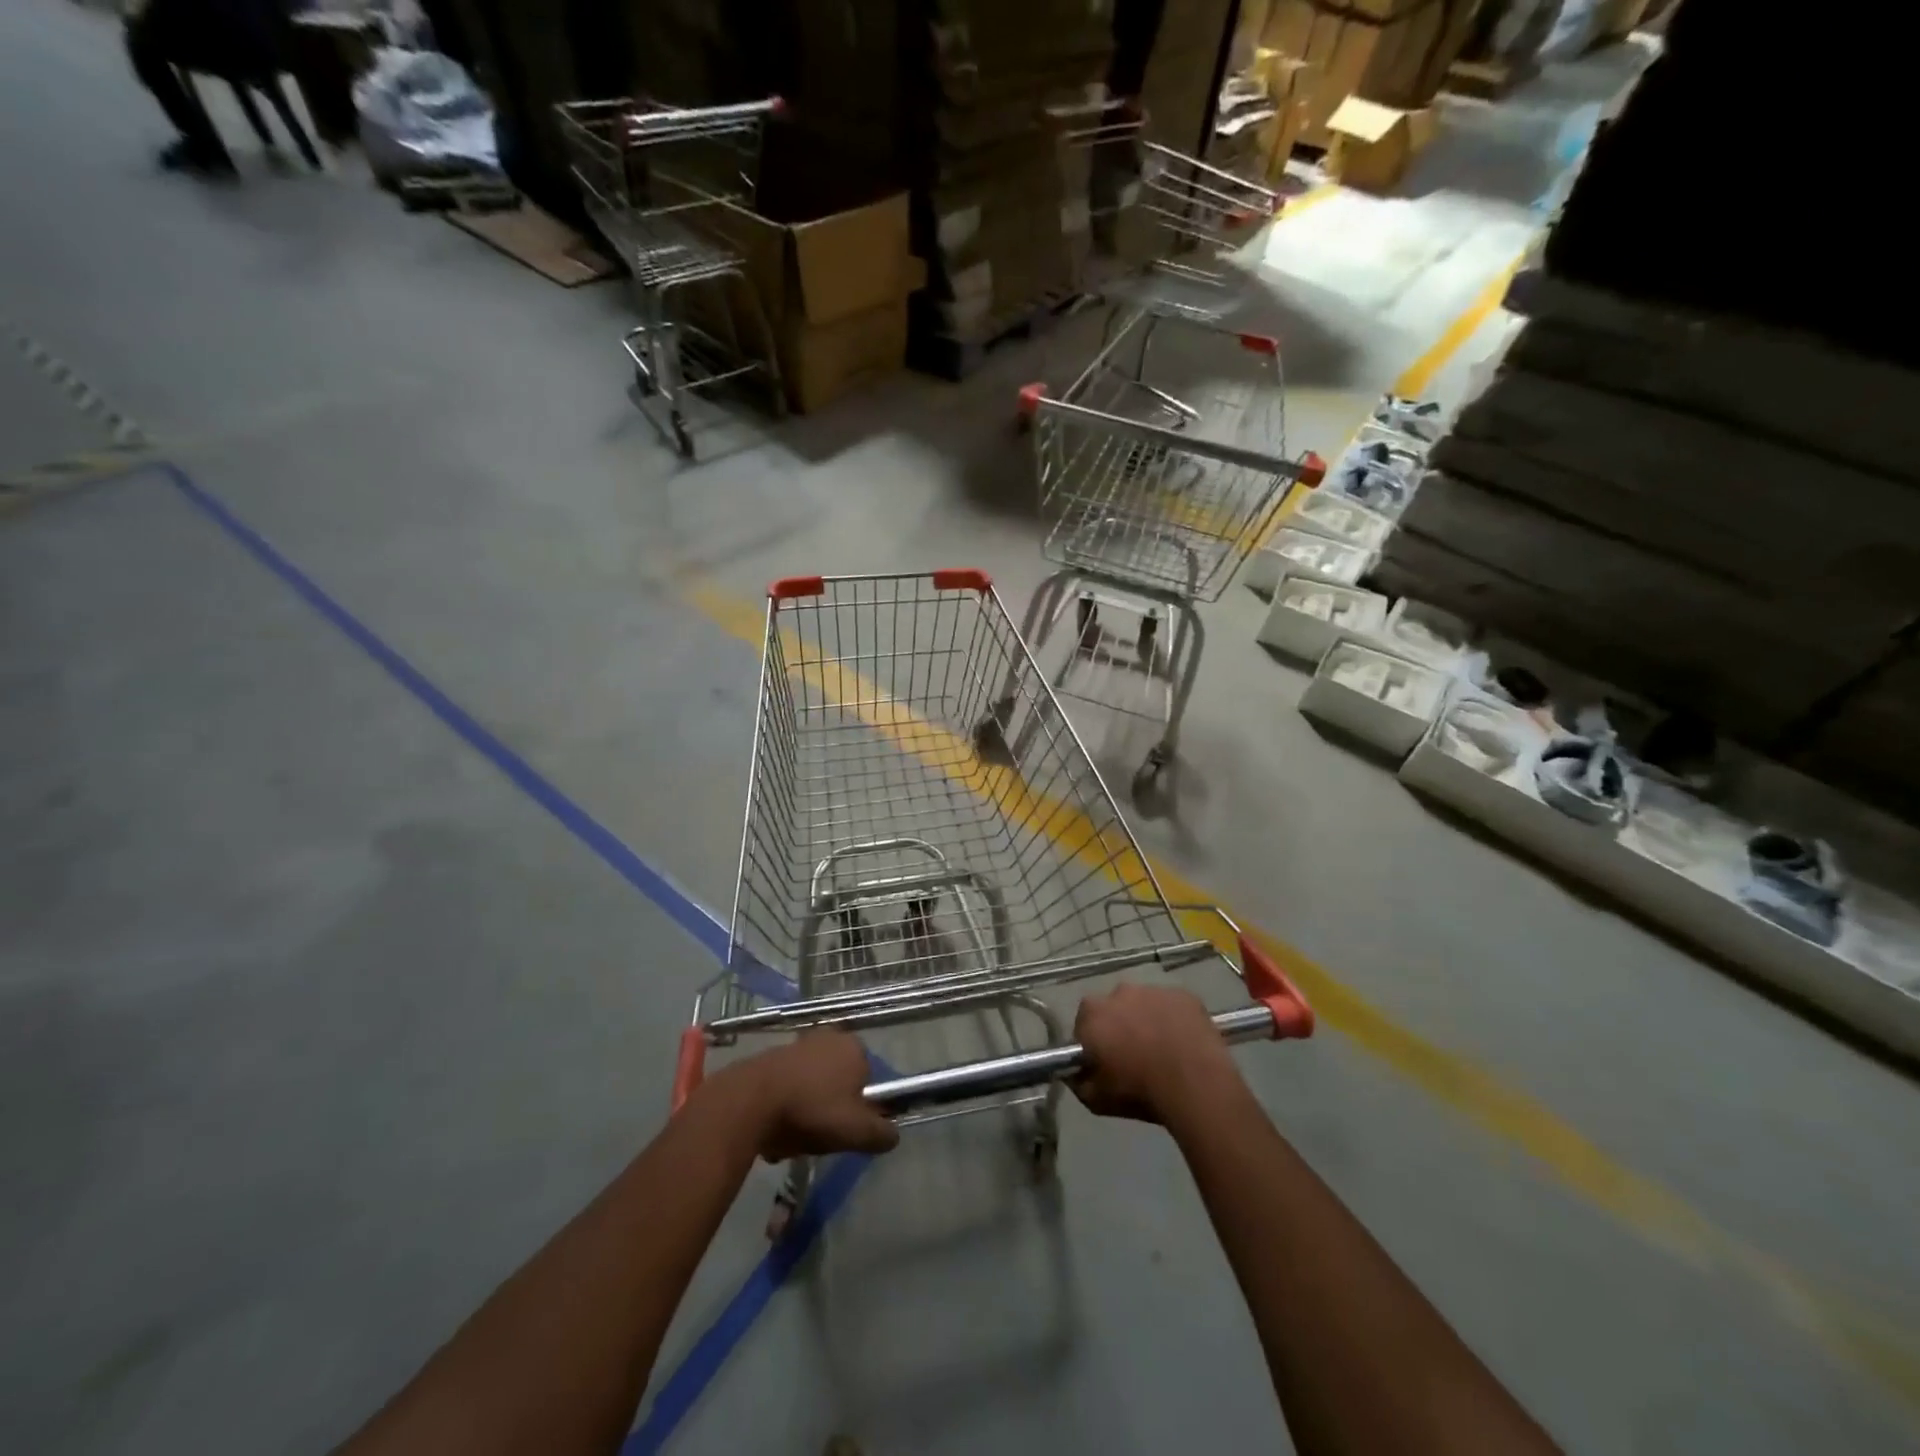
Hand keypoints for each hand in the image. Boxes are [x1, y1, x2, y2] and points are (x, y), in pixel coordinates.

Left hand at [738, 1032, 899, 1161]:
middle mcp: (829, 1037)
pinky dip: (784, 1106)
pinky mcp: (771, 1056)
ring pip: (812, 1088)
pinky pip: (787, 1087)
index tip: (845, 1130)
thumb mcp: (856, 1131)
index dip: (859, 1109)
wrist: (750, 1101)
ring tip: (792, 1138)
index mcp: (854, 1048)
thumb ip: (881, 1134)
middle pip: (838, 1084)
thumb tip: (893, 1135)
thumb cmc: (812, 1110)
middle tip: (819, 1135)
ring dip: (806, 1111)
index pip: (868, 1081)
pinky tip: (773, 1129)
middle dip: (830, 1110)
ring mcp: (798, 1044)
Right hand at [1070, 984, 1240, 1124]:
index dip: (1092, 1041)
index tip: (1103, 1060)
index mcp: (1092, 1015)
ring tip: (1163, 1048)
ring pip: (1144, 1003)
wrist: (1196, 1085)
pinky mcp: (1183, 995)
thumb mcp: (1096, 1100)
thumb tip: (1075, 1073)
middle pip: (1113, 1007)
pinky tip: (1183, 1041)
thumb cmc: (1140, 1092)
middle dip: (1119, 1025)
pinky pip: (1172, 1005)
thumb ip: (1078, 1082)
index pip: (1083, 1023)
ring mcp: (1153, 990)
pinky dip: (1174, 1018)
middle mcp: (1118, 993)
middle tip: (1133, 1053)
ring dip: (1147, 1019)